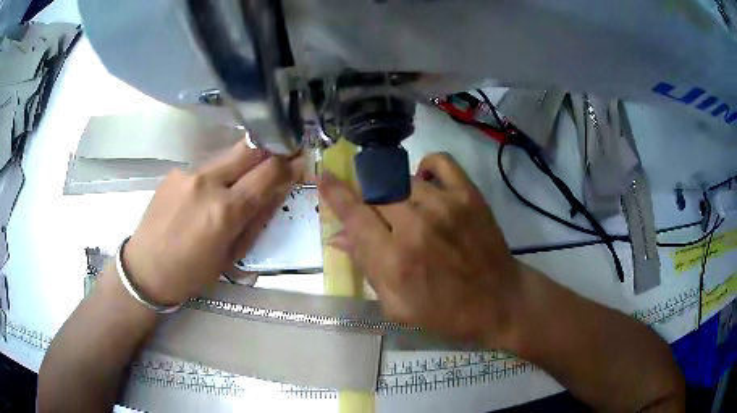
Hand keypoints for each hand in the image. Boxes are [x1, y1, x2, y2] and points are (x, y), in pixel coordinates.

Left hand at [123, 141, 302, 305]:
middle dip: (269, 150)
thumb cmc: (191, 273)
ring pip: (227, 157)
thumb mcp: (230, 256)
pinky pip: (206, 168)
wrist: (145, 268)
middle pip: (249, 149)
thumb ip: (256, 221)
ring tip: (236, 186)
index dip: (288, 165)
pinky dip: (216, 177)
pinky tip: (205, 197)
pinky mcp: (175, 172)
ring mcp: (188, 173)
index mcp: (225, 211)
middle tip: (278, 158)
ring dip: (240, 166)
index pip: (268, 173)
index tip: (298, 162)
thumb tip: (277, 192)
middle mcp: (207, 183)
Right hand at [319, 153, 519, 346]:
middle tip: (377, 215)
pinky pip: (439, 162)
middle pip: (374, 193)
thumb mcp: (397, 306)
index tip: (323, 177)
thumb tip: (338, 236)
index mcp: (394, 260)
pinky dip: (425, 167)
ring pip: (401, 180)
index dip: (334, 193)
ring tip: (405, 210)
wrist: (499, 302)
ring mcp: (445, 205)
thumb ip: (366, 268)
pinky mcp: (469, 194)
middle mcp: (416, 225)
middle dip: (367, 200)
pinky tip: (424, 184)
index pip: (354, 215)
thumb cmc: (446, 313)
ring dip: (394, 192)